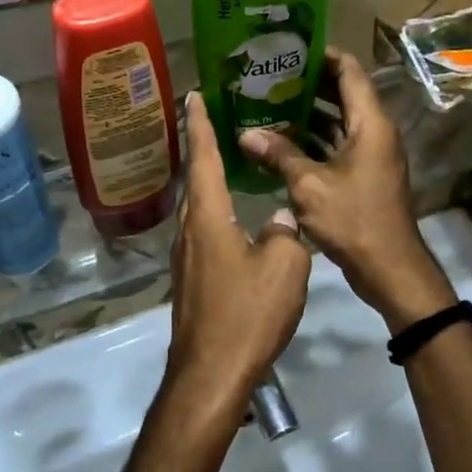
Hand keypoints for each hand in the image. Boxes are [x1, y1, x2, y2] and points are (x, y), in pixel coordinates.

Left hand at [166, 93, 311, 429]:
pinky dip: (216, 211)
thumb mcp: (284, 268)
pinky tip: (235, 219)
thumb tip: (280, 219)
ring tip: (229, 163)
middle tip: (217, 121)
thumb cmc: (247, 314)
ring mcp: (186, 258)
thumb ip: (285, 234)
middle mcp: (190, 231)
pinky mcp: (191, 280)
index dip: (199, 125)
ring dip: (209, 181)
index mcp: (208, 218)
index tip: (192, 96)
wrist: (210, 375)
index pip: (202, 159)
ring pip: (198, 208)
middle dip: (202, 148)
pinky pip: (204, 232)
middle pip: (195, 180)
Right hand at [239, 49, 456, 331]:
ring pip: (339, 122)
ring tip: (268, 104)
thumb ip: (278, 154)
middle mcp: (374, 131)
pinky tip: (281, 143)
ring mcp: (371, 154)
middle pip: (343, 94)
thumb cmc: (353, 218)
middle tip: (269, 76)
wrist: (389, 266)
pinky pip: (338, 145)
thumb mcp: (309, 185)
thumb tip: (246, 134)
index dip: (322, 55)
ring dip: (308, 114)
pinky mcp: (365, 174)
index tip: (289, 48)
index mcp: (369, 122)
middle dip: (308, 84)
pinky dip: (314, 141)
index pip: (349, 70)